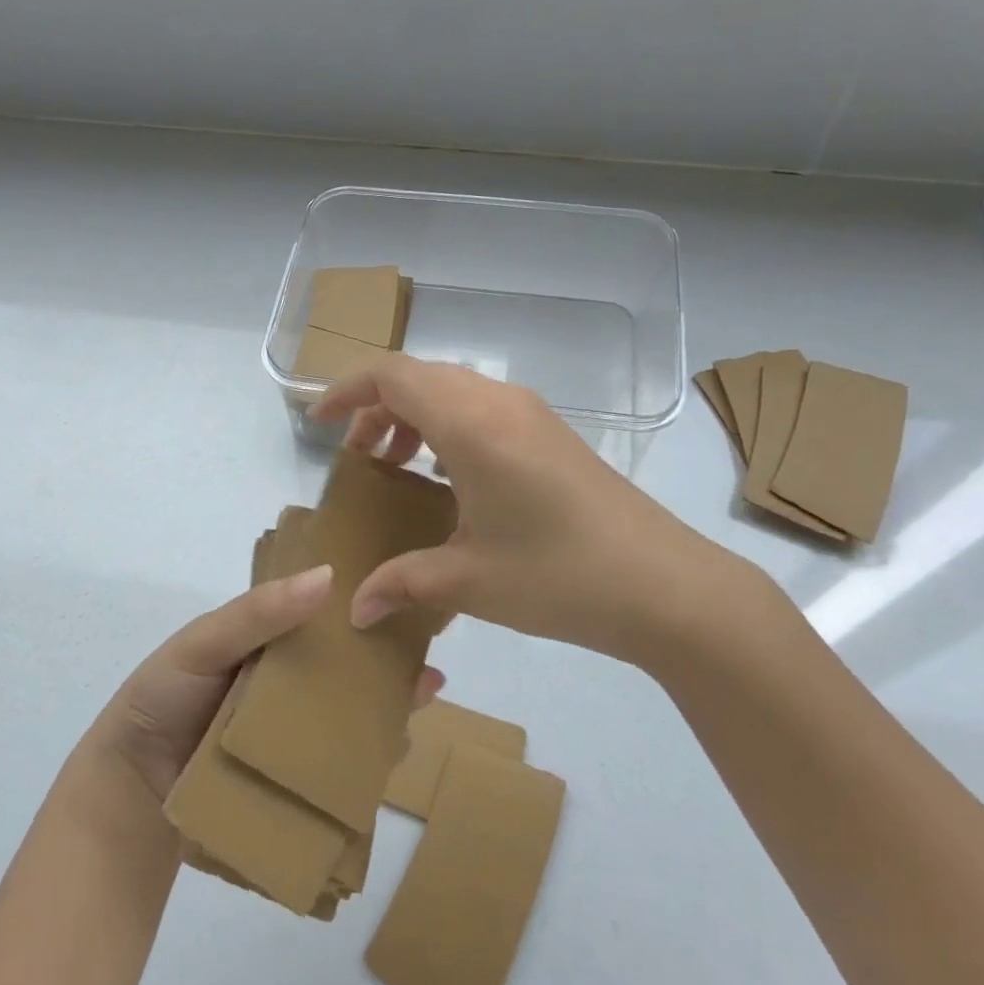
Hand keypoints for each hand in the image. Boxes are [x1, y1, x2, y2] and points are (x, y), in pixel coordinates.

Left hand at [91, 564, 445, 804]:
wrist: (129, 789)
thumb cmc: (164, 698)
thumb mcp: (205, 642)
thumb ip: (258, 612)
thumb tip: (328, 576)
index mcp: (270, 649)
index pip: (324, 625)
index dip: (362, 615)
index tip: (407, 609)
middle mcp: (288, 690)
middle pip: (346, 675)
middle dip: (388, 670)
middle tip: (428, 671)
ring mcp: (292, 738)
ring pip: (349, 721)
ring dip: (386, 713)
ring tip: (422, 706)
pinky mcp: (292, 782)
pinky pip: (336, 767)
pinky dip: (366, 761)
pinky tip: (393, 755)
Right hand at [311, 355, 767, 667]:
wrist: (665, 586)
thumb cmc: (559, 576)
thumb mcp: (470, 581)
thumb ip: (402, 584)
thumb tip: (355, 609)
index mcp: (472, 425)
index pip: (393, 376)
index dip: (347, 391)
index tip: (318, 422)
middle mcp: (500, 403)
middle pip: (420, 376)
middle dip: (377, 407)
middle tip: (358, 457)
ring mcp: (531, 414)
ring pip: (453, 389)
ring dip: (414, 415)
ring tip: (397, 465)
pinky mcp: (551, 432)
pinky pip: (482, 407)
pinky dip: (448, 426)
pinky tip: (448, 477)